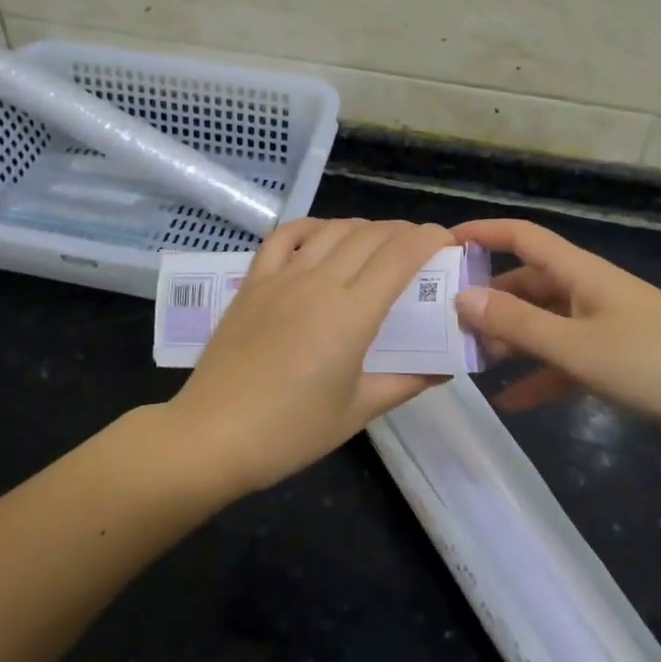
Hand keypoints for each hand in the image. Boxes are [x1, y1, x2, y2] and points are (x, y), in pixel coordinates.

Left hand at [166, 218, 451, 493]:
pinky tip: (323, 233)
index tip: (446, 240)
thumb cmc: (291, 431)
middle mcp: (320, 282)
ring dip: (363, 227)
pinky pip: (284, 236)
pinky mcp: (253, 281)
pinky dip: (311, 226)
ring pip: (332, 230)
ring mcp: (282, 277)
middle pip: (371, 236)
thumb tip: (445, 369)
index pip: (400, 256)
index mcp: (351, 314)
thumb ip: (406, 382)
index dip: (428, 239)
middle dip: (403, 231)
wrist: (214, 435)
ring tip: (379, 240)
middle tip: (420, 245)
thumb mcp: (358, 411)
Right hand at [451, 218, 660, 450]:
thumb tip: (461, 298)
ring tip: (469, 363)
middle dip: (487, 299)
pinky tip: (511, 401)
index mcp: (579, 272)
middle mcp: (587, 290)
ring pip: (543, 323)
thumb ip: (516, 324)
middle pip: (526, 282)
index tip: (440, 246)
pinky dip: (539, 375)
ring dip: (509, 340)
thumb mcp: (577, 346)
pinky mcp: (617, 359)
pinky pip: (565, 360)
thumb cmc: (656, 362)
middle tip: (446, 322)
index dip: (482, 233)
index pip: (521, 236)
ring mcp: (603, 325)